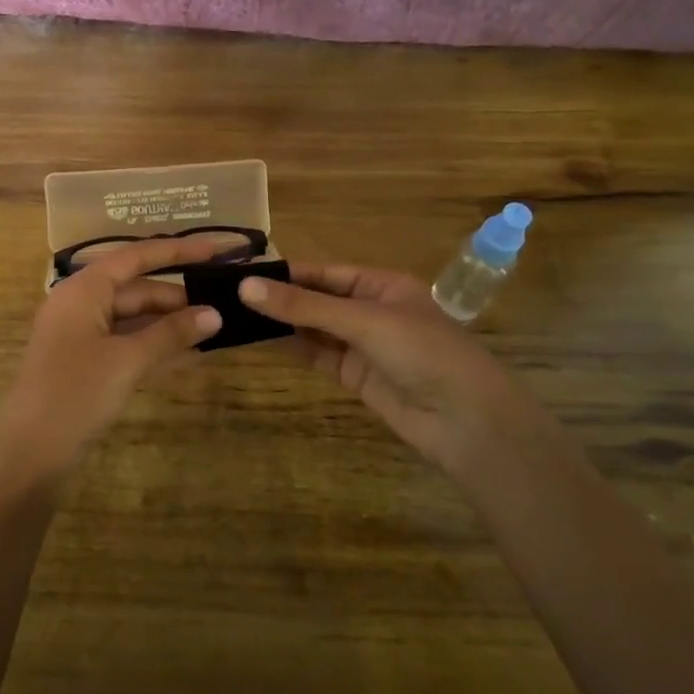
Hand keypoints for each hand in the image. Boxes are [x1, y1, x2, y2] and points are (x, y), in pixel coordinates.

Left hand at [0, 236, 224, 486]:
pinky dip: (155, 345)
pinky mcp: (87, 363)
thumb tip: (215, 314)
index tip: (215, 251)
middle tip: (223, 303)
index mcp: (83, 290)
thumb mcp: (127, 360)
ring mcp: (82, 335)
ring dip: (169, 323)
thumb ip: (170, 334)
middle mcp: (81, 304)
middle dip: (177, 296)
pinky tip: (189, 353)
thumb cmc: (75, 393)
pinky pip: (127, 342)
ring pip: (133, 318)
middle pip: (136, 288)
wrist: (29, 452)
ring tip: (213, 327)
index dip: (177, 252)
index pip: (135, 257)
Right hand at [239, 263, 547, 476]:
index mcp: (381, 284)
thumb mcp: (363, 321)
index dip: (285, 272)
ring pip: (314, 327)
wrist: (465, 420)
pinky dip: (293, 346)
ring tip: (235, 316)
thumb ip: (304, 306)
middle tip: (228, 296)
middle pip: (316, 299)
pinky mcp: (356, 375)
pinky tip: (261, 340)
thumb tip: (246, 288)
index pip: (324, 272)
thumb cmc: (422, 352)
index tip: (241, 272)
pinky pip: (318, 354)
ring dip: (281, 323)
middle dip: (279, 298)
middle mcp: (370, 309)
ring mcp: (362, 344)